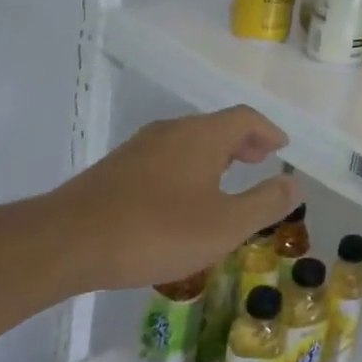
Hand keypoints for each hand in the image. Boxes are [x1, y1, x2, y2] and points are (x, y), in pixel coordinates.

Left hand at [41, 106, 299, 292]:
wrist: (67, 242)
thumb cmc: (157, 231)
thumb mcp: (225, 225)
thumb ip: (265, 203)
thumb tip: (295, 183)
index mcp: (202, 136)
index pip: (245, 118)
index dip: (268, 131)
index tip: (282, 148)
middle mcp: (171, 131)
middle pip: (216, 126)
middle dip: (243, 142)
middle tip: (260, 160)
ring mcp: (139, 148)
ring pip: (188, 141)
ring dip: (215, 155)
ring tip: (226, 180)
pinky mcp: (116, 169)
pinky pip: (166, 157)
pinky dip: (188, 167)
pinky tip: (183, 199)